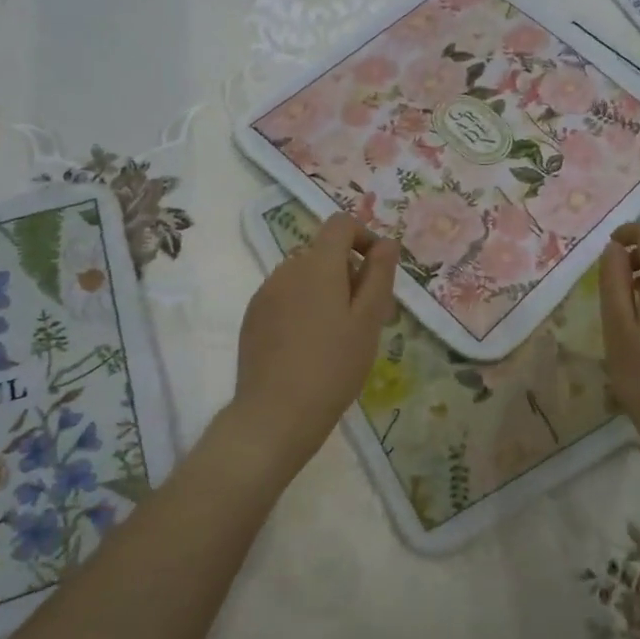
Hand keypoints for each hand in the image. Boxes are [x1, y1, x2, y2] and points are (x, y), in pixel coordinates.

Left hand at [231, 211, 398, 476]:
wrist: (276, 414)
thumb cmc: (333, 365)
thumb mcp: (369, 321)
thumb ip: (379, 275)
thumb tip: (386, 243)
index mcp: (318, 264)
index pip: (341, 224)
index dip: (364, 237)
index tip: (378, 271)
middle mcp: (287, 269)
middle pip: (323, 252)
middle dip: (349, 272)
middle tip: (368, 316)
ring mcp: (265, 293)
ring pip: (304, 276)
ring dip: (326, 290)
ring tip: (340, 335)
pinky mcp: (253, 317)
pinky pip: (285, 297)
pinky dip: (303, 307)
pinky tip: (311, 346)